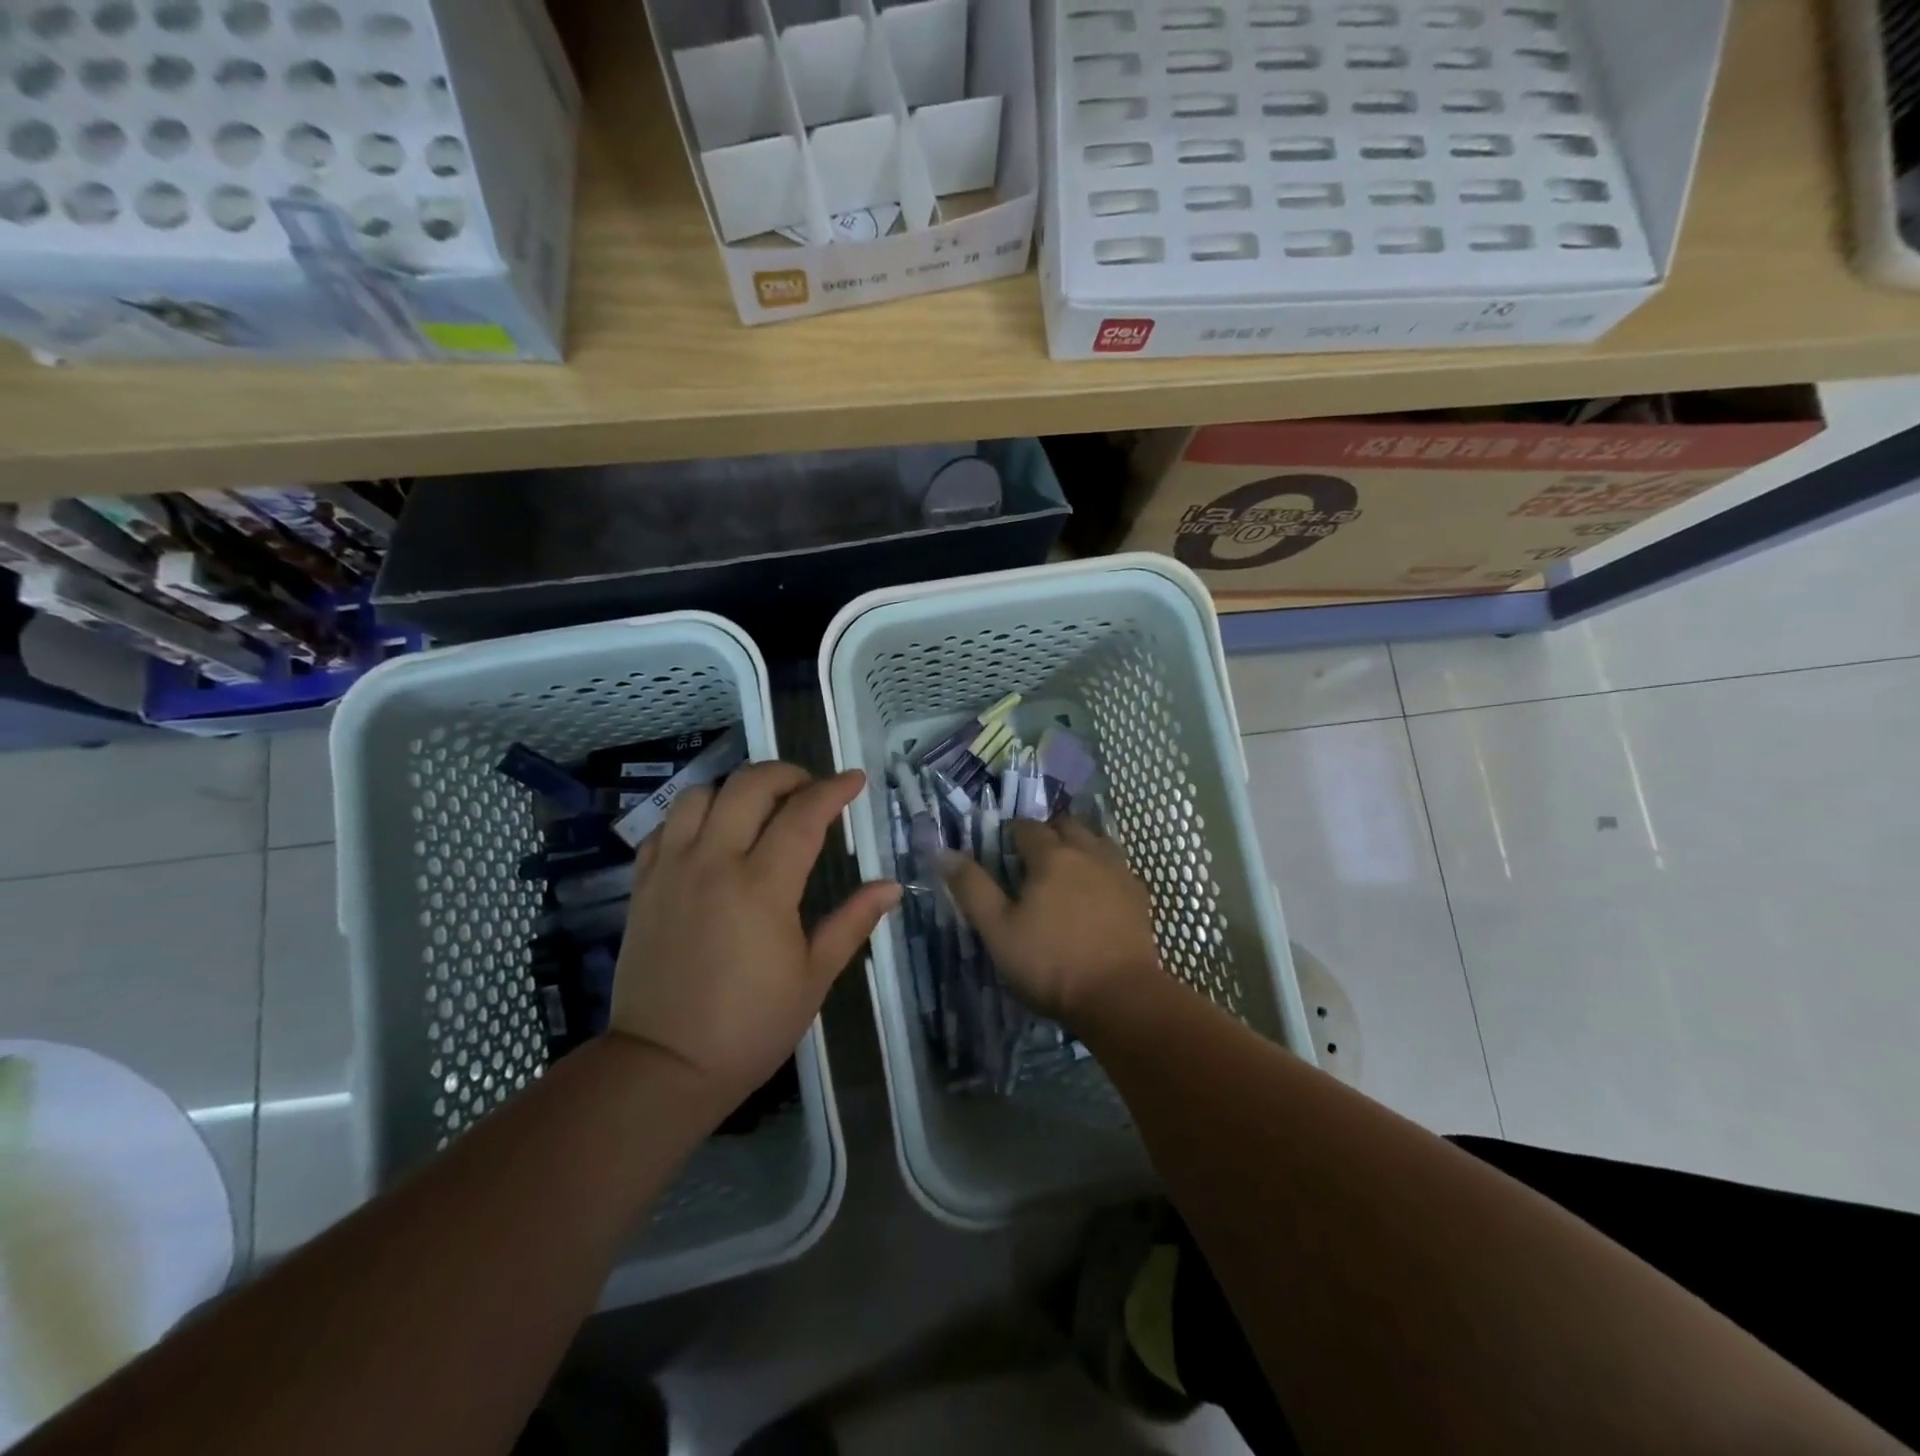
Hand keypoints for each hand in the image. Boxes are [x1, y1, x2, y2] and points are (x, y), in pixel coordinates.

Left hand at [612, 762, 899, 1104]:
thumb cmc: (751, 1026)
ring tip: (757, 808)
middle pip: (748, 786)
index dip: (833, 790)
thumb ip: (852, 922)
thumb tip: (892, 886)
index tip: (855, 780)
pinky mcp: (644, 886)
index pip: (803, 814)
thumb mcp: (814, 977)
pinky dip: (691, 818)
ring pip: (698, 795)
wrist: (665, 1065)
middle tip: (808, 788)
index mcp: (762, 886)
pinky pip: (663, 828)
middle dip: (785, 773)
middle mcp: (714, 863)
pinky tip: (711, 836)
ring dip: (734, 789)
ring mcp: (672, 870)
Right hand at [941, 817, 1162, 1026]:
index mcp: (1051, 856)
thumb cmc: (1050, 963)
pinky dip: (1102, 868)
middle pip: (1066, 826)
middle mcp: (1088, 853)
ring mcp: (1119, 873)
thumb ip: (972, 888)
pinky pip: (1117, 867)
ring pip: (1096, 841)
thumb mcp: (998, 930)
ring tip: (1065, 869)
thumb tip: (945, 852)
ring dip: (1078, 845)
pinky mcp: (1139, 897)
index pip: (1028, 827)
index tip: (1002, 847)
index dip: (1011, 832)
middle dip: (1047, 832)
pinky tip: (1096, 891)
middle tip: (1031, 857)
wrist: (1120, 997)